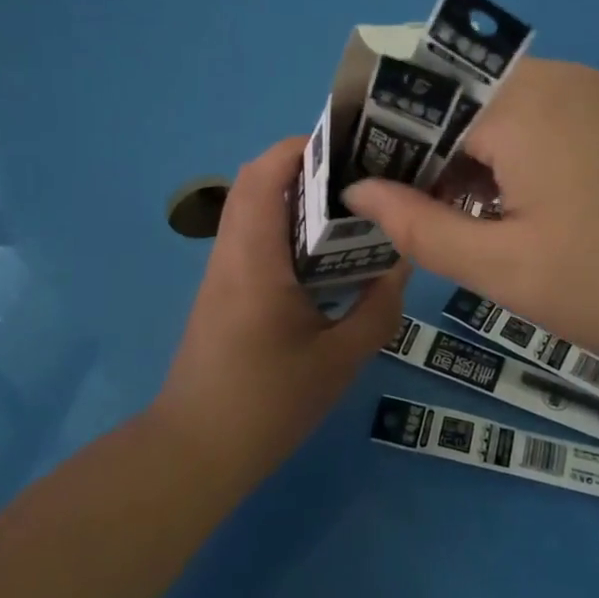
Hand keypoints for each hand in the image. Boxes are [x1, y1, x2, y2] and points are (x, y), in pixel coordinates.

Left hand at [153, 137, 406, 482]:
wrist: (196, 451)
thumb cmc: (267, 403)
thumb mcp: (339, 359)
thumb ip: (377, 308)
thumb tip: (402, 264)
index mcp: (255, 259)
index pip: (265, 175)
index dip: (301, 147)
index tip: (350, 146)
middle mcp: (232, 253)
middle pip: (257, 183)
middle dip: (306, 167)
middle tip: (360, 177)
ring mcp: (223, 272)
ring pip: (254, 209)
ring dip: (297, 197)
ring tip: (352, 209)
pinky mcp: (224, 291)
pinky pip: (255, 238)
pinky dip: (288, 228)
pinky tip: (327, 256)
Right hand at [342, 58, 598, 389]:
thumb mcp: (504, 268)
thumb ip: (419, 226)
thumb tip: (357, 191)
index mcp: (521, 103)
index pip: (424, 105)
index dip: (387, 147)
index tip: (368, 192)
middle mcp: (560, 80)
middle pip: (465, 101)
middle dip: (430, 154)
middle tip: (414, 215)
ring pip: (507, 112)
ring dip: (475, 158)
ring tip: (465, 220)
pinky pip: (550, 122)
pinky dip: (519, 157)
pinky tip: (525, 211)